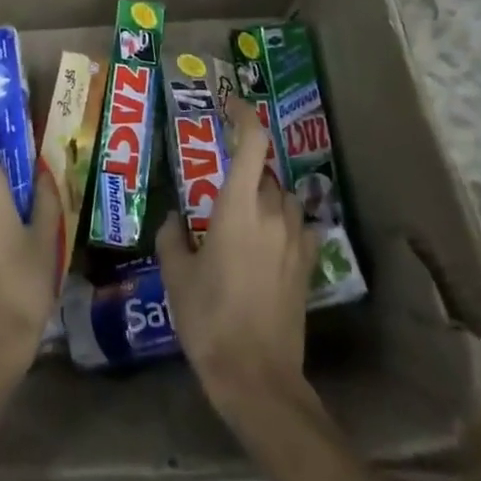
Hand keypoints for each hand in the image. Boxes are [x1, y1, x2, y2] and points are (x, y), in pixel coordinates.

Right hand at [158, 95, 317, 422]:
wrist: (257, 375)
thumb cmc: (209, 318)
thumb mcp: (177, 275)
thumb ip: (173, 237)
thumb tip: (175, 220)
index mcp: (239, 207)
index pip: (252, 143)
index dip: (244, 116)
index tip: (230, 105)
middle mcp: (274, 214)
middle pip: (266, 172)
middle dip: (245, 170)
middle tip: (218, 187)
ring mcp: (296, 240)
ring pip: (285, 198)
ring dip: (266, 197)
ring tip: (243, 217)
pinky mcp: (307, 265)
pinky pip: (299, 227)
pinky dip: (284, 223)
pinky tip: (268, 243)